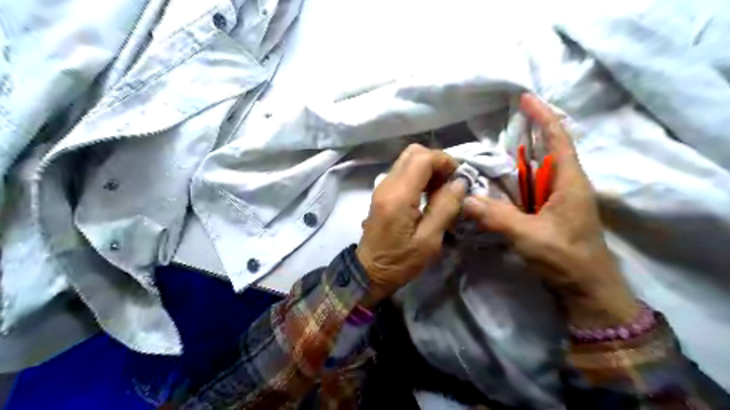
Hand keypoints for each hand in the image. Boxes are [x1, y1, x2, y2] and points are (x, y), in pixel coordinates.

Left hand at [358, 144, 467, 306]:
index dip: (445, 161)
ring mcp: (382, 186)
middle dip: (437, 162)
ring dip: (428, 168)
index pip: (423, 158)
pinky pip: (403, 172)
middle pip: (414, 152)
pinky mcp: (382, 192)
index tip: (459, 178)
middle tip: (449, 184)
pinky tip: (427, 195)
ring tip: (441, 191)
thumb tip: (459, 182)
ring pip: (408, 160)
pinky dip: (419, 176)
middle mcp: (387, 183)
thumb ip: (445, 207)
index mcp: (398, 195)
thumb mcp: (429, 240)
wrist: (369, 271)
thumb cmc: (400, 261)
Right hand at [461, 95, 640, 328]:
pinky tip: (497, 182)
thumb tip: (463, 199)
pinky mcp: (550, 211)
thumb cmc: (566, 258)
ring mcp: (558, 198)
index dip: (542, 116)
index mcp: (569, 181)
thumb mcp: (529, 236)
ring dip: (517, 158)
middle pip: (547, 149)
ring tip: (491, 150)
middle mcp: (566, 184)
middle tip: (498, 124)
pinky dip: (514, 179)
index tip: (524, 98)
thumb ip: (496, 217)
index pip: (557, 138)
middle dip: (526, 133)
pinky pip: (530, 187)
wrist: (587, 288)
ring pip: (536, 169)